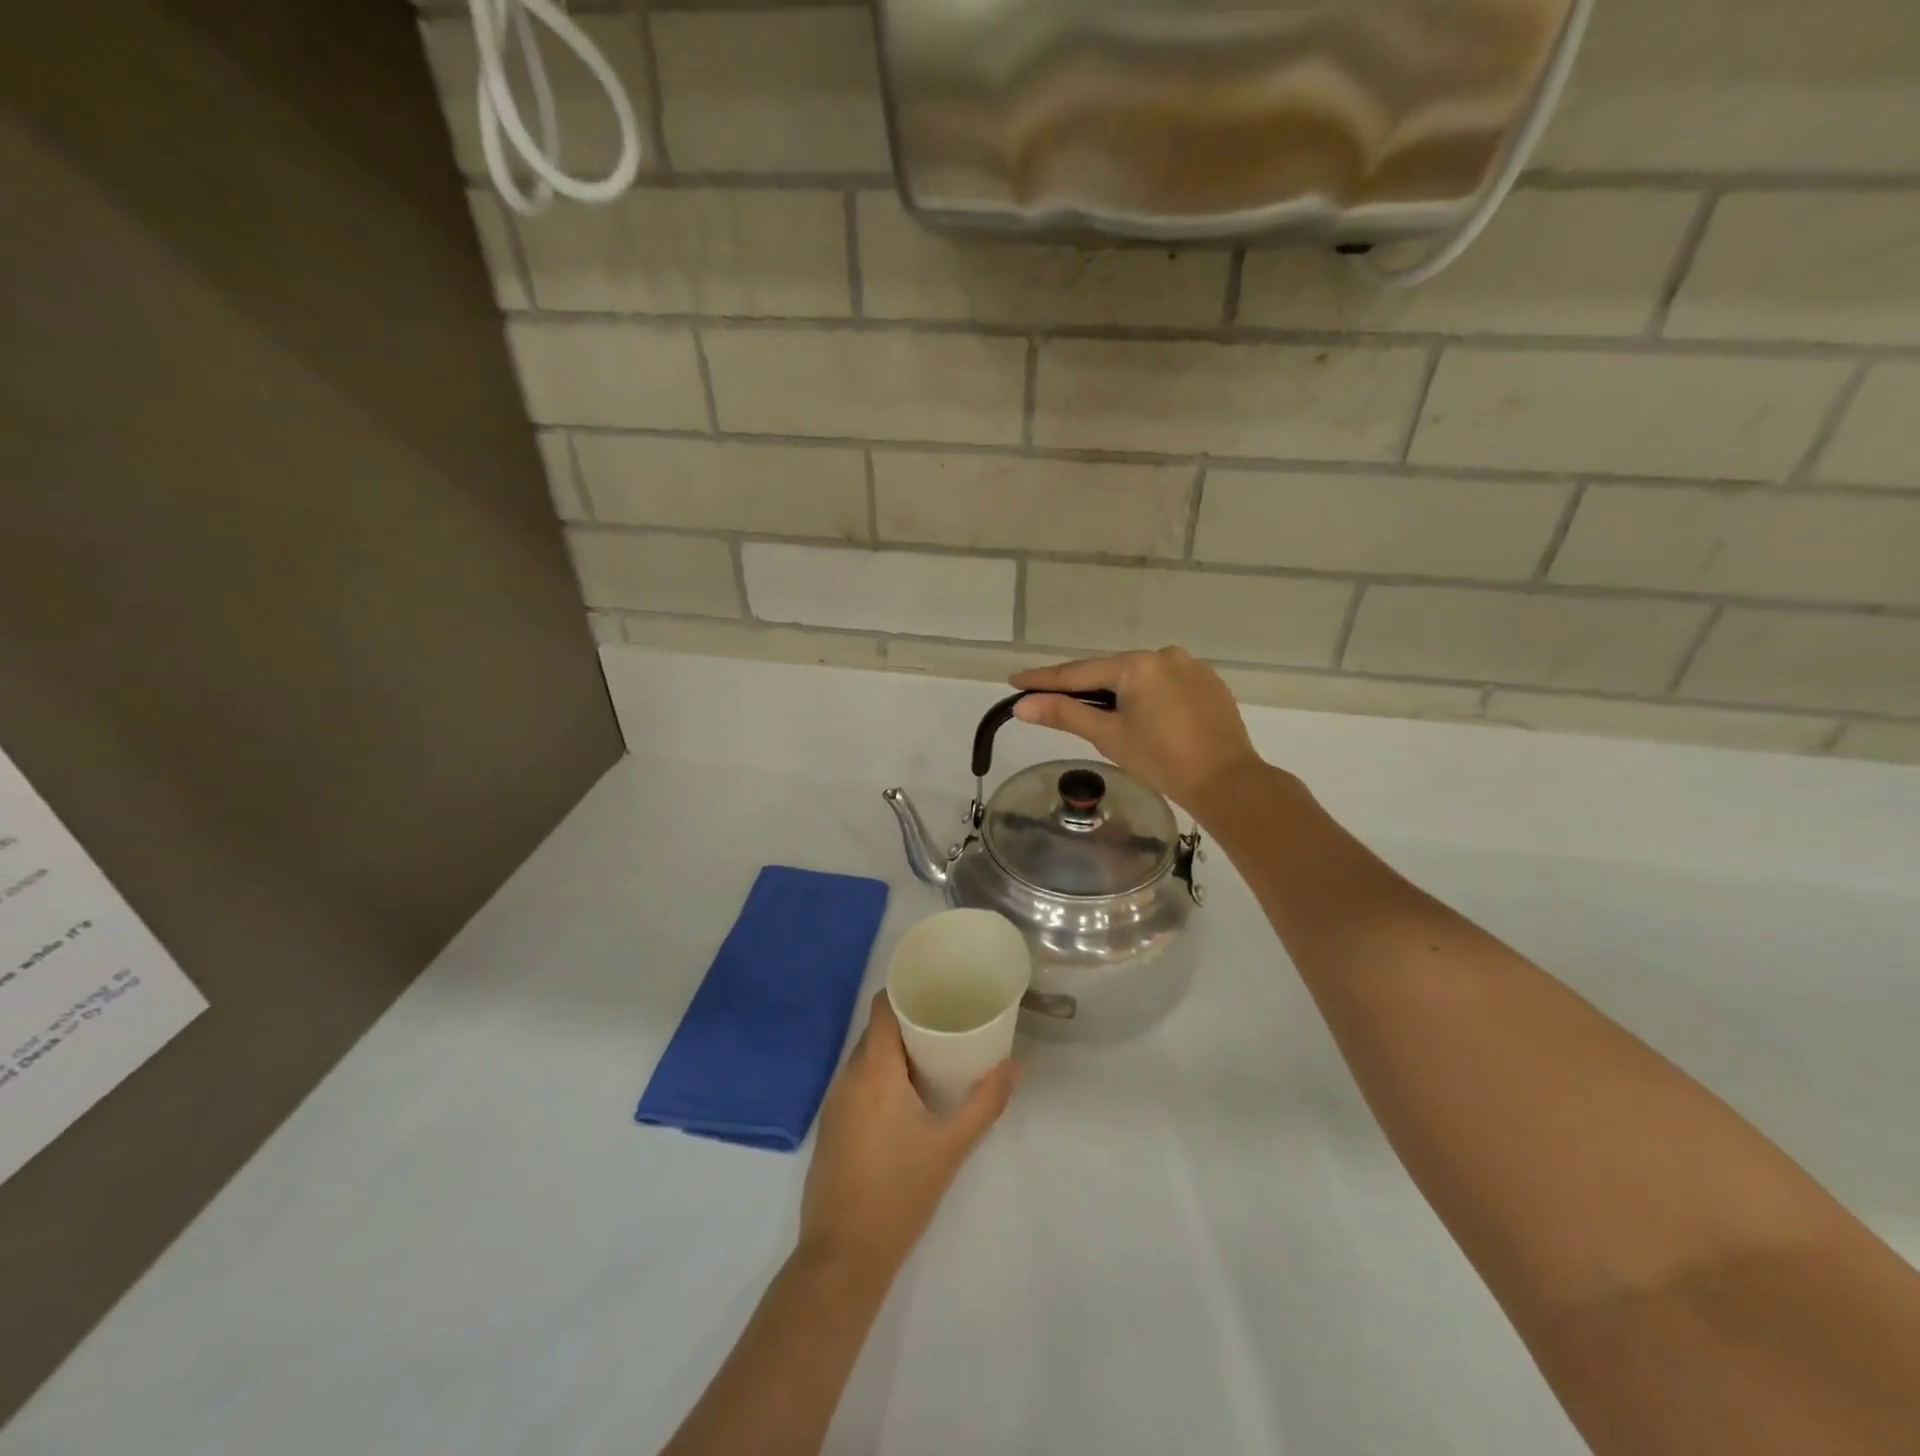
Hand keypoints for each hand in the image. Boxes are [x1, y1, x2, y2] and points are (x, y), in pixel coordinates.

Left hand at [800, 993, 1017, 1277]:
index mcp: (874, 1070)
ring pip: (865, 1058)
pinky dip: (879, 1077)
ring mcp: (834, 1103)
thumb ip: (985, 1102)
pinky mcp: (830, 1127)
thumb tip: (1015, 1065)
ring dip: (894, 1052)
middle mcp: (848, 1077)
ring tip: (933, 1057)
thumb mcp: (951, 1146)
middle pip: (876, 1031)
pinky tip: (906, 1097)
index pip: (882, 1008)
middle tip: (947, 1024)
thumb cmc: (900, 1193)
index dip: (905, 991)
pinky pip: (856, 1083)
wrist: (843, 1256)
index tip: (936, 989)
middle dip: (908, 1023)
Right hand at [1010, 647, 1265, 815]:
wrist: (1227, 782)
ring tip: (1097, 714)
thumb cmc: (1162, 760)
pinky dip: (1145, 697)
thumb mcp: (1108, 736)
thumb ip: (1065, 713)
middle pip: (1110, 672)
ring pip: (1139, 678)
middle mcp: (1165, 655)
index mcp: (1138, 664)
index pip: (1079, 672)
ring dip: (1115, 692)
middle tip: (1050, 699)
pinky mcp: (1209, 684)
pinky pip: (1164, 685)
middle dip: (1081, 687)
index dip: (1044, 679)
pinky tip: (1141, 716)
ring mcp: (1191, 667)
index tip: (1014, 680)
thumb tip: (1022, 704)